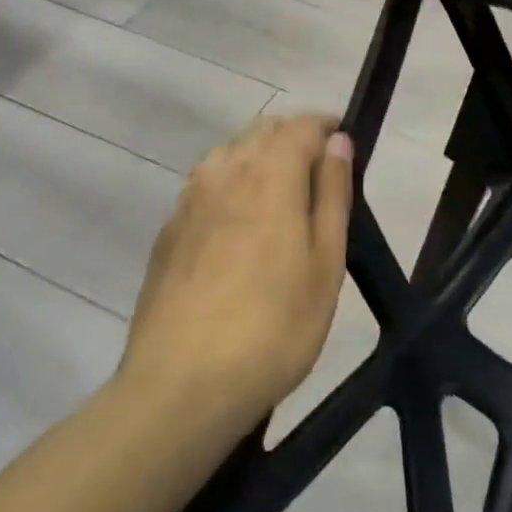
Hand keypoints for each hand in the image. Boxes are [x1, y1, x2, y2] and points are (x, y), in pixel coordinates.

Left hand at [119, 115, 353, 430]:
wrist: (181, 386)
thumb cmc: (275, 327)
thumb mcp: (325, 263)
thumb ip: (332, 193)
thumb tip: (338, 141)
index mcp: (269, 175)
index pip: (300, 125)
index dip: (325, 126)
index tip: (344, 141)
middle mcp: (224, 173)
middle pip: (261, 131)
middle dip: (293, 137)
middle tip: (318, 172)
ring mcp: (189, 201)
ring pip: (228, 154)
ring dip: (258, 157)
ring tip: (279, 195)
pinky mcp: (168, 232)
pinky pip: (204, 186)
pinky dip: (229, 186)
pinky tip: (237, 227)